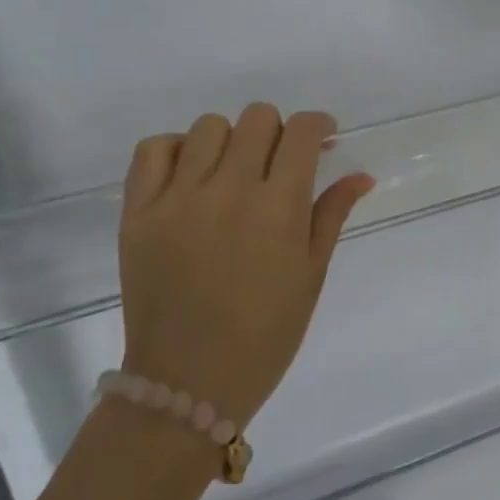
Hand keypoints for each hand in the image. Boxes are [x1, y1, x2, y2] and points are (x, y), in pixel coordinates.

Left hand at [118, 105, 374, 426]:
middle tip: (279, 163)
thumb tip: (361, 175)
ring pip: (209, 126)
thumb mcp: (311, 273)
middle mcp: (229, 190)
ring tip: (232, 172)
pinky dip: (176, 150)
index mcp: (279, 207)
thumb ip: (333, 214)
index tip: (323, 139)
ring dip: (231, 140)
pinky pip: (153, 149)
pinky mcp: (139, 212)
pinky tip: (190, 175)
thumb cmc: (266, 333)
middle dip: (279, 132)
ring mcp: (178, 198)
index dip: (319, 125)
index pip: (303, 131)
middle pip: (258, 118)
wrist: (189, 382)